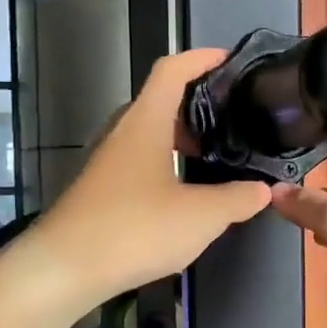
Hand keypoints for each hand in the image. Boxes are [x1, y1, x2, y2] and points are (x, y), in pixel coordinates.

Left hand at [33, 48, 271, 305]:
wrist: (65, 268)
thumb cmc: (135, 229)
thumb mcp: (201, 216)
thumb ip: (237, 199)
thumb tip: (261, 190)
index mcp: (145, 123)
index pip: (171, 71)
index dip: (200, 58)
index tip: (227, 59)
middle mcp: (121, 134)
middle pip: (158, 102)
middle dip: (195, 105)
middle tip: (229, 119)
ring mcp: (105, 162)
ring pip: (146, 135)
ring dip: (178, 139)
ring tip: (211, 158)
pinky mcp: (98, 190)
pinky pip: (137, 162)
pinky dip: (163, 165)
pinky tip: (182, 195)